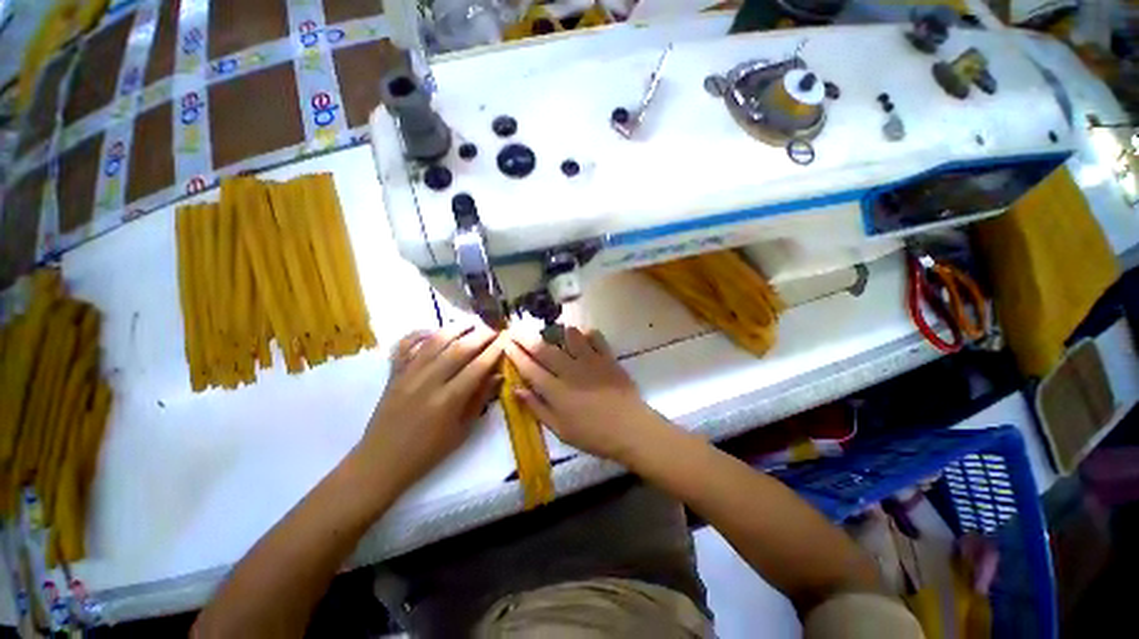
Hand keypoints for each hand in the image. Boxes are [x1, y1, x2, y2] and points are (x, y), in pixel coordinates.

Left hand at [359, 323, 503, 492]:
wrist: (381, 462)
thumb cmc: (427, 452)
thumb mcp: (462, 431)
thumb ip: (480, 400)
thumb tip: (498, 375)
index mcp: (448, 400)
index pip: (477, 367)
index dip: (494, 350)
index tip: (506, 339)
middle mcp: (428, 382)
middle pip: (458, 349)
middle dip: (480, 335)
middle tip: (494, 329)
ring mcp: (407, 375)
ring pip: (434, 341)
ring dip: (456, 328)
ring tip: (472, 321)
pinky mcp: (393, 373)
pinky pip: (405, 345)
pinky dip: (418, 333)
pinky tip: (433, 329)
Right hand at [504, 327, 666, 462]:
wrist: (631, 428)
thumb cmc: (593, 435)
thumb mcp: (560, 429)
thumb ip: (537, 408)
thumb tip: (516, 389)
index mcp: (556, 391)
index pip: (530, 368)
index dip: (516, 354)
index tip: (506, 343)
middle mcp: (570, 371)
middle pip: (544, 349)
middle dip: (527, 337)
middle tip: (516, 328)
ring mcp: (590, 361)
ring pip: (569, 337)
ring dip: (558, 332)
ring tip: (552, 332)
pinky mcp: (607, 357)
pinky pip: (595, 337)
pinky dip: (587, 333)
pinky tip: (583, 336)